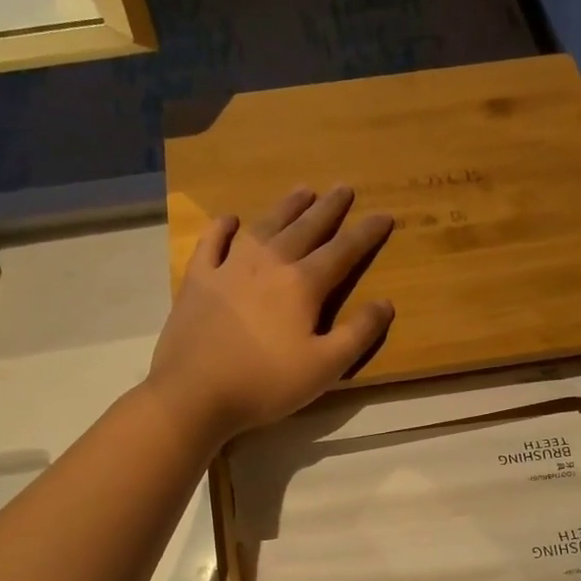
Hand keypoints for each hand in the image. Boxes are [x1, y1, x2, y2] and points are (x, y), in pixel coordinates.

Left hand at [147, 187, 394, 442]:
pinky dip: (222, 227)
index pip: (343, 251)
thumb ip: (359, 334)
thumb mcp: (325, 368)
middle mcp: (269, 264)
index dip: (366, 233)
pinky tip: (230, 219)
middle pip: (305, 228)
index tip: (384, 215)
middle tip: (343, 188)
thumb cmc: (266, 383)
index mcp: (303, 285)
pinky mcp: (198, 279)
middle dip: (328, 208)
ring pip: (264, 226)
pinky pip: (211, 242)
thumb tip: (386, 303)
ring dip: (286, 207)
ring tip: (302, 191)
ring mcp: (229, 267)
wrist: (195, 393)